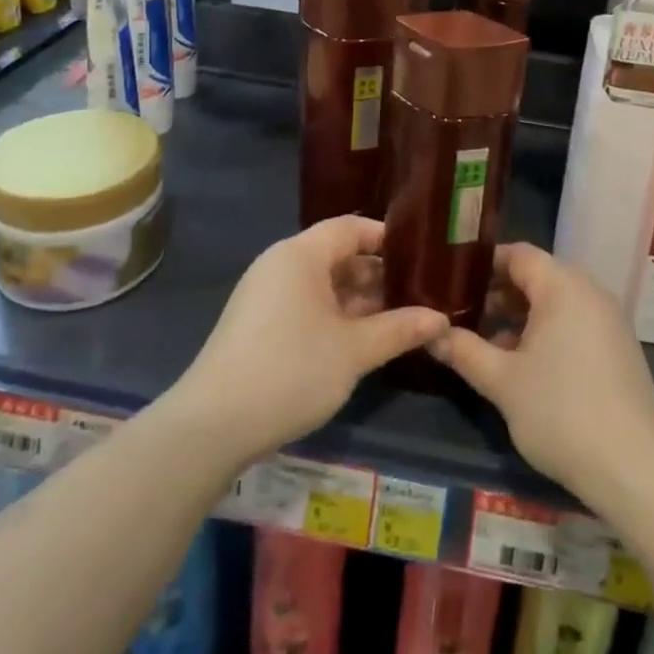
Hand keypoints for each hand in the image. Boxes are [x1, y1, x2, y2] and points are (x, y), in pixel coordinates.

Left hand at [168, 216, 448, 465]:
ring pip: (322, 284)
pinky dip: (335, 316)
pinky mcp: (257, 324)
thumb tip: (440, 318)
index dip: (387, 238)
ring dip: (359, 300)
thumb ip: (399, 329)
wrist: (212, 427)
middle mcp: (280, 264)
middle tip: (418, 294)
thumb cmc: (290, 371)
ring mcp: (265, 295)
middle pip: (337, 255)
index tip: (422, 256)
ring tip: (399, 319)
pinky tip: (361, 340)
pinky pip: (305, 305)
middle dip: (378, 274)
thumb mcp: (353, 351)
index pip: (351, 227)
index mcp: (300, 254)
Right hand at [431, 243, 653, 501]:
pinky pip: (575, 322)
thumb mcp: (502, 382)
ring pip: (556, 301)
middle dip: (499, 292)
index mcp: (563, 286)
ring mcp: (609, 319)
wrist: (633, 468)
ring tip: (487, 342)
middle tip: (463, 313)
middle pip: (538, 275)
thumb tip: (431, 333)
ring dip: (521, 315)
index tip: (452, 281)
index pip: (518, 254)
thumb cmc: (560, 412)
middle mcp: (590, 291)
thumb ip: (464, 351)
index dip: (483, 264)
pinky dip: (547, 331)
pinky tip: (525, 365)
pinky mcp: (619, 347)